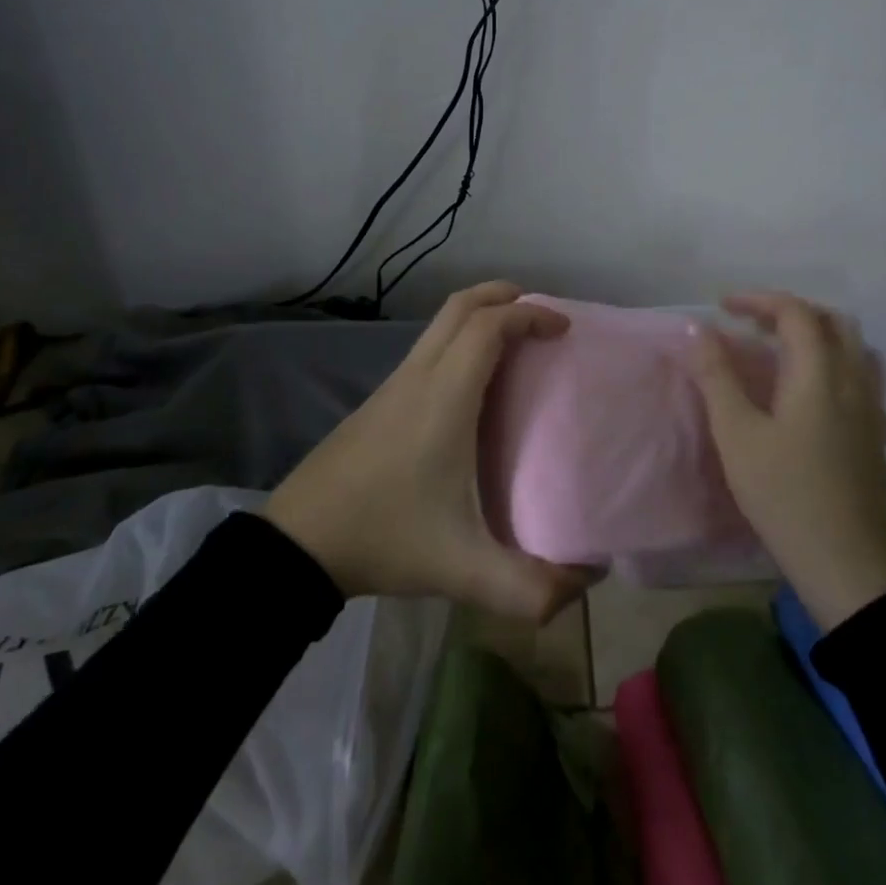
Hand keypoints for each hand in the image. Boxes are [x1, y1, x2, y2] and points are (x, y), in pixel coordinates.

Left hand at [263, 282, 595, 622]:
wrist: (300, 542)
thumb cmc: (386, 538)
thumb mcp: (463, 570)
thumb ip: (528, 587)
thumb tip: (586, 583)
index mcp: (444, 397)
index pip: (487, 327)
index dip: (529, 315)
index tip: (564, 328)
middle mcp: (418, 377)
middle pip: (459, 307)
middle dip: (503, 297)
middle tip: (540, 316)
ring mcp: (393, 386)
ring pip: (439, 325)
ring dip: (478, 317)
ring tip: (515, 345)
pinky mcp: (378, 401)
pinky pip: (426, 349)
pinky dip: (458, 341)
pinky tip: (471, 384)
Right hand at [692, 291, 885, 631]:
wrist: (847, 563)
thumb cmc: (784, 494)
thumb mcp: (737, 434)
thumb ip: (717, 377)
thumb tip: (700, 330)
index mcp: (820, 374)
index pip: (795, 313)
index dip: (758, 300)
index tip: (723, 307)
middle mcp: (853, 381)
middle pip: (833, 322)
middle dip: (791, 312)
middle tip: (752, 324)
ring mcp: (871, 409)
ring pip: (853, 348)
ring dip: (816, 335)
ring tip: (779, 351)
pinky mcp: (875, 434)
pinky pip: (859, 376)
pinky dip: (831, 362)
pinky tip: (808, 391)